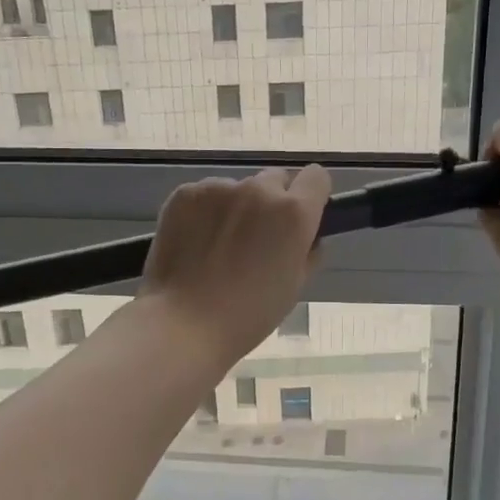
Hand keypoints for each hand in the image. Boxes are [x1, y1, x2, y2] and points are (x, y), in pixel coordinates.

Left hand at [141, 165, 331, 364]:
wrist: (184, 322)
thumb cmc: (248, 314)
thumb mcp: (294, 286)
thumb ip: (307, 251)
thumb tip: (307, 237)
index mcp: (293, 212)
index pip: (316, 177)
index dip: (311, 194)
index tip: (302, 214)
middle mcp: (259, 190)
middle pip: (275, 179)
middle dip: (272, 201)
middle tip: (258, 236)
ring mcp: (219, 188)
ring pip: (238, 188)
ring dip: (236, 207)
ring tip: (219, 245)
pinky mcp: (185, 193)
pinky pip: (205, 195)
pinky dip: (205, 212)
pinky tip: (195, 243)